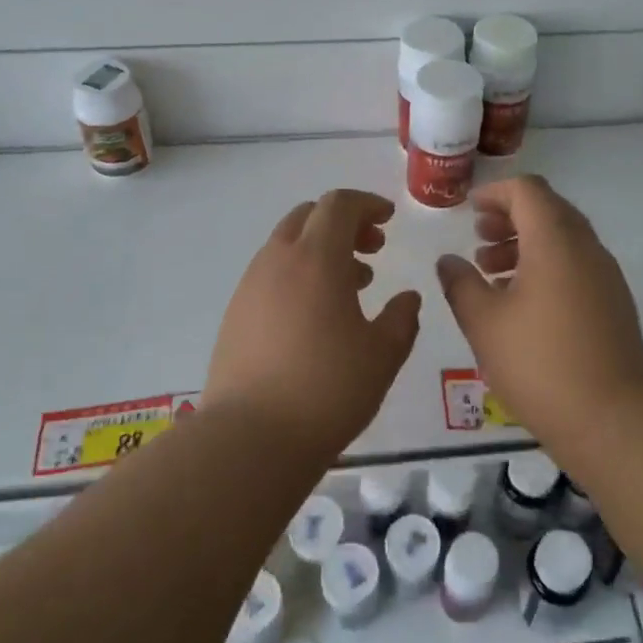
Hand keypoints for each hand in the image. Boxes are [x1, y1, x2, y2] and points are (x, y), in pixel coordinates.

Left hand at [205, 189, 422, 456]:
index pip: (339, 204)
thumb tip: (407, 298)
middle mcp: (278, 261)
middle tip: (373, 249)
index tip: (389, 220)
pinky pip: (272, 273)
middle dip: (344, 223)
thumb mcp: (383, 354)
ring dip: (321, 250)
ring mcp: (250, 286)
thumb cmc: (327, 390)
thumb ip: (402, 318)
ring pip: (288, 245)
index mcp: (316, 258)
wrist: (250, 438)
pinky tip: (317, 314)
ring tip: (352, 286)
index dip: (367, 204)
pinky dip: (299, 274)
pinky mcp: (235, 314)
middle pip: (309, 216)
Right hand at [436, 176, 642, 439]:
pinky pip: (576, 265)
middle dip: (510, 217)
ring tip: (491, 270)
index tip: (470, 209)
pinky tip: (521, 301)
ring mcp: (605, 276)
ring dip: (527, 243)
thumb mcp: (484, 323)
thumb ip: (461, 284)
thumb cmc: (540, 363)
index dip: (495, 192)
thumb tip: (448, 261)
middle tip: (479, 236)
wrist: (613, 418)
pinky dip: (546, 266)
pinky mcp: (613, 302)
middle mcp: (586, 248)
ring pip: (563, 239)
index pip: (528, 191)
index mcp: (555, 242)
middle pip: (548, 210)